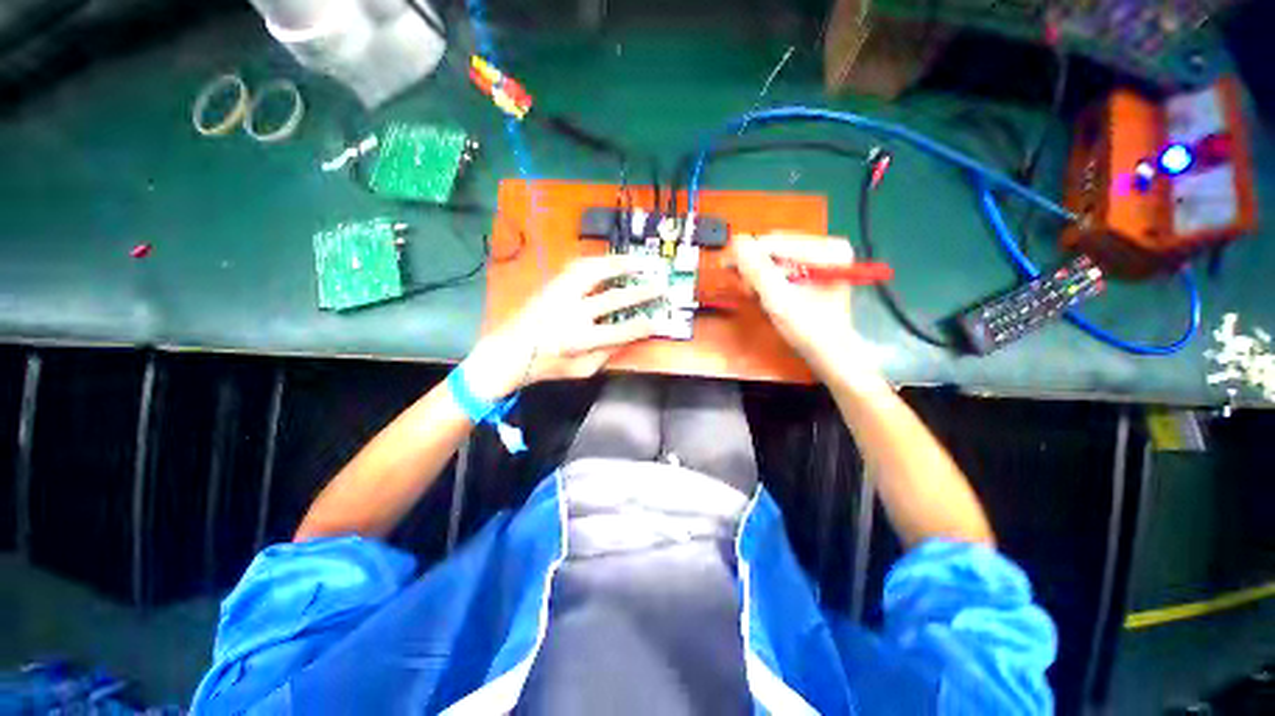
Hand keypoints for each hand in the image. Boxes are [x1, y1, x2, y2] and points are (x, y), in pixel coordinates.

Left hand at [462, 254, 664, 399]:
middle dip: (640, 292)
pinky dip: (598, 261)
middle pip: (612, 299)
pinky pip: (578, 266)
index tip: (658, 322)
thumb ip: (607, 354)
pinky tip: (610, 260)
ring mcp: (560, 295)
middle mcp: (571, 313)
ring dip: (620, 265)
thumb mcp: (582, 369)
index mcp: (578, 341)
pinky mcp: (553, 285)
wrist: (509, 350)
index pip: (618, 332)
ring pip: (593, 272)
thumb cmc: (548, 365)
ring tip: (639, 261)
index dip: (641, 327)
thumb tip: (629, 337)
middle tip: (660, 287)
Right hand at [733, 233, 869, 378]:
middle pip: (775, 248)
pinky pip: (780, 266)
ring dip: (760, 276)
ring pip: (775, 258)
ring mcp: (819, 259)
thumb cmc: (809, 328)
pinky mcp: (811, 270)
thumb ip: (758, 270)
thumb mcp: (779, 299)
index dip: (749, 257)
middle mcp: (826, 248)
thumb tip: (737, 242)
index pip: (776, 242)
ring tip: (757, 295)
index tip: (731, 271)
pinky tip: (765, 293)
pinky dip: (768, 280)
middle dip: (756, 269)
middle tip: (748, 290)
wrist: (828, 351)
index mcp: (827, 250)